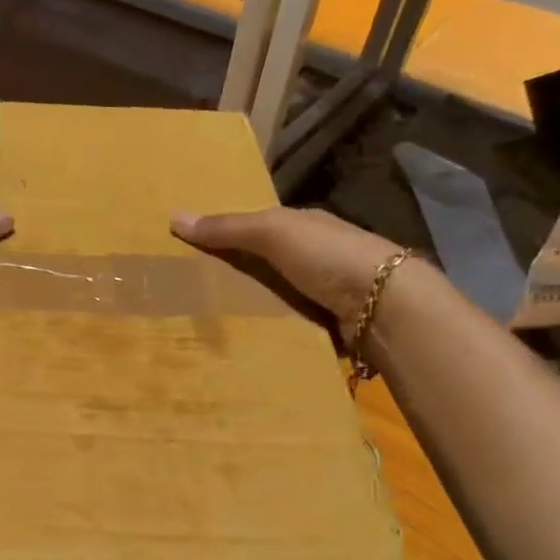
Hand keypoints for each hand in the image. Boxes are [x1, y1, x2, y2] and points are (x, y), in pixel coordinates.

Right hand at [171, 207, 410, 326]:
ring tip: (210, 324)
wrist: (385, 305)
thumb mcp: (272, 232)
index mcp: (306, 226)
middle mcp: (317, 256)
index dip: (229, 236)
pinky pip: (289, 325)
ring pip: (277, 297)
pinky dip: (271, 331)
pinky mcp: (329, 324)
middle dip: (237, 275)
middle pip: (267, 264)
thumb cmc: (328, 255)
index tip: (194, 252)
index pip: (261, 227)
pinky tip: (244, 342)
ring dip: (253, 308)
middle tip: (192, 293)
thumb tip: (174, 217)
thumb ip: (227, 228)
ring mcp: (326, 291)